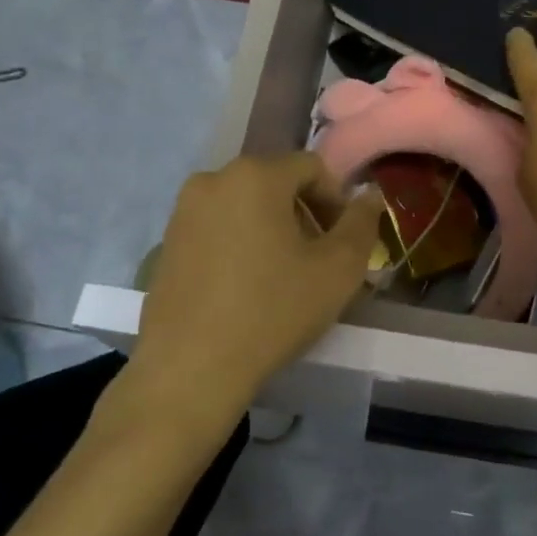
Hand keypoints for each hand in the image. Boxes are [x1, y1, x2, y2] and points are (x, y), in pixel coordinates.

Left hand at [134, 152, 384, 418]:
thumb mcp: (338, 270)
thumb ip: (361, 223)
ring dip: (273, 229)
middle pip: (276, 183)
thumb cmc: (273, 311)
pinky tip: (246, 287)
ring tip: (282, 276)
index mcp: (256, 175)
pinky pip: (217, 228)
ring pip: (245, 206)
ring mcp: (183, 211)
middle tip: (318, 261)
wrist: (190, 368)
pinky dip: (240, 244)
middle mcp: (213, 179)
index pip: (312, 167)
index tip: (343, 243)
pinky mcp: (166, 242)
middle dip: (305, 214)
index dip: (336, 201)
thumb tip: (370, 194)